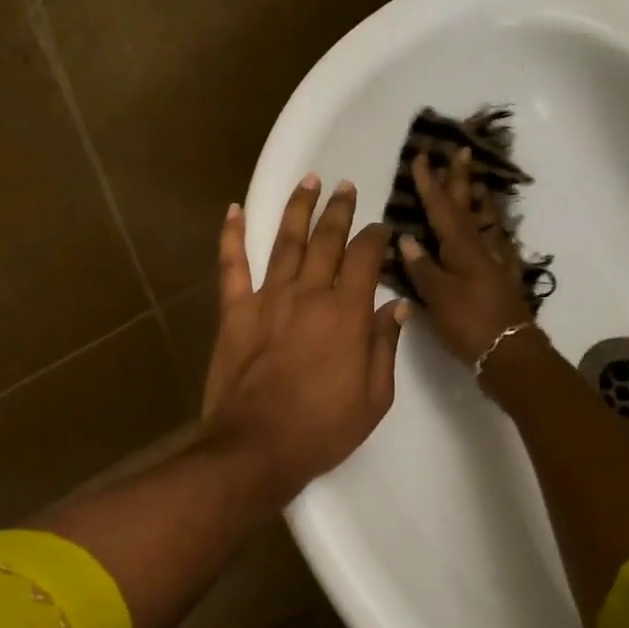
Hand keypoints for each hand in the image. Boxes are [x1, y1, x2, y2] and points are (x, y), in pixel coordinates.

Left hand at [202, 175, 408, 499]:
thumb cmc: (323, 428)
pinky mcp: (235, 311)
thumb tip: (396, 305)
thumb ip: (384, 345)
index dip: (376, 237)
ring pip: (285, 241)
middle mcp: (308, 293)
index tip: (383, 228)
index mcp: (346, 313)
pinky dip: (231, 235)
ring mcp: (268, 298)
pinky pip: (232, 265)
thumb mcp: (375, 397)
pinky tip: (233, 210)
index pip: (365, 258)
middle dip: (339, 210)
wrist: (257, 447)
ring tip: (309, 180)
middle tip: (346, 187)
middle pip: (327, 239)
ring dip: (298, 208)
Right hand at [398, 147, 536, 366]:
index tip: (421, 157)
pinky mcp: (503, 279)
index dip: (429, 183)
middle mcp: (480, 248)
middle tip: (461, 151)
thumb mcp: (438, 297)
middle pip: (468, 206)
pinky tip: (495, 233)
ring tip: (477, 182)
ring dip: (480, 200)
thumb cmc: (469, 323)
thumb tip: (407, 237)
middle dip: (460, 178)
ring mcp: (496, 263)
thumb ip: (422, 267)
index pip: (441, 208)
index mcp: (461, 248)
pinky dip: (494, 232)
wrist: (512, 353)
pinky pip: (497, 244)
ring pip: (486, 223)